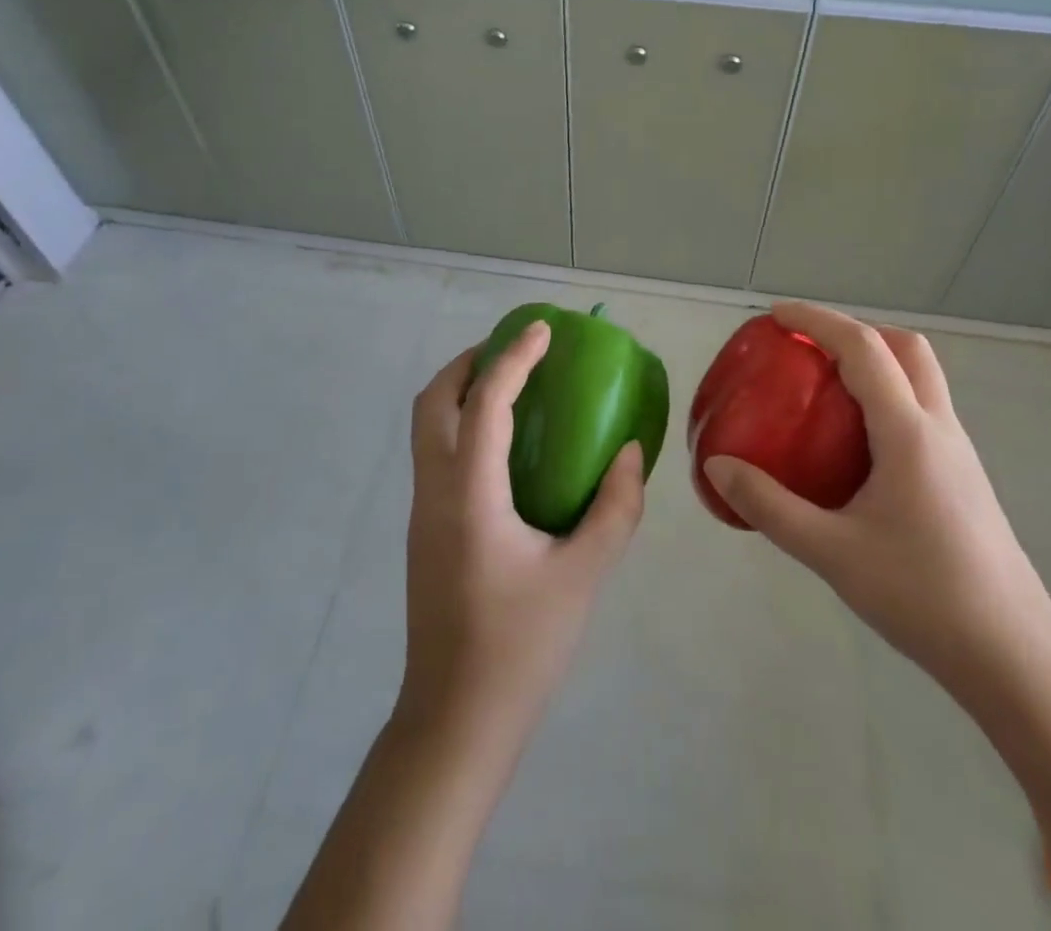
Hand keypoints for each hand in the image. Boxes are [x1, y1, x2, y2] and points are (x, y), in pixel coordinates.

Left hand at [400, 321, 645, 749]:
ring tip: (511, 386)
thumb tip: (629, 453)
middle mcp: (434, 490)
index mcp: (469, 494)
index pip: (485, 402)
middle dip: (469, 362)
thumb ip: (614, 508)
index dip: (513, 358)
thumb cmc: (520, 646)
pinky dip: (461, 424)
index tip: (542, 329)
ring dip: (461, 390)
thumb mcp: (583, 575)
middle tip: (515, 351)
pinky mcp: (424, 530)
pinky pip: (435, 452)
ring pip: (426, 426)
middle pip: (432, 401)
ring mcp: (422, 511)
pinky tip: (505, 446)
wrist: (455, 721)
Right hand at [702, 301, 1050, 690]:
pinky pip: (923, 410)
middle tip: (808, 350)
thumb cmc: (923, 596)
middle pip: (906, 348)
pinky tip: (856, 445)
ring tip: (825, 390)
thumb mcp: (832, 553)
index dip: (817, 320)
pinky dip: (887, 398)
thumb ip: (770, 506)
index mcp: (909, 432)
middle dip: (855, 331)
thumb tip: (717, 467)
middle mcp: (939, 428)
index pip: (863, 347)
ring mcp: (958, 452)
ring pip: (921, 378)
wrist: (1014, 657)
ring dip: (876, 362)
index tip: (775, 316)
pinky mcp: (963, 477)